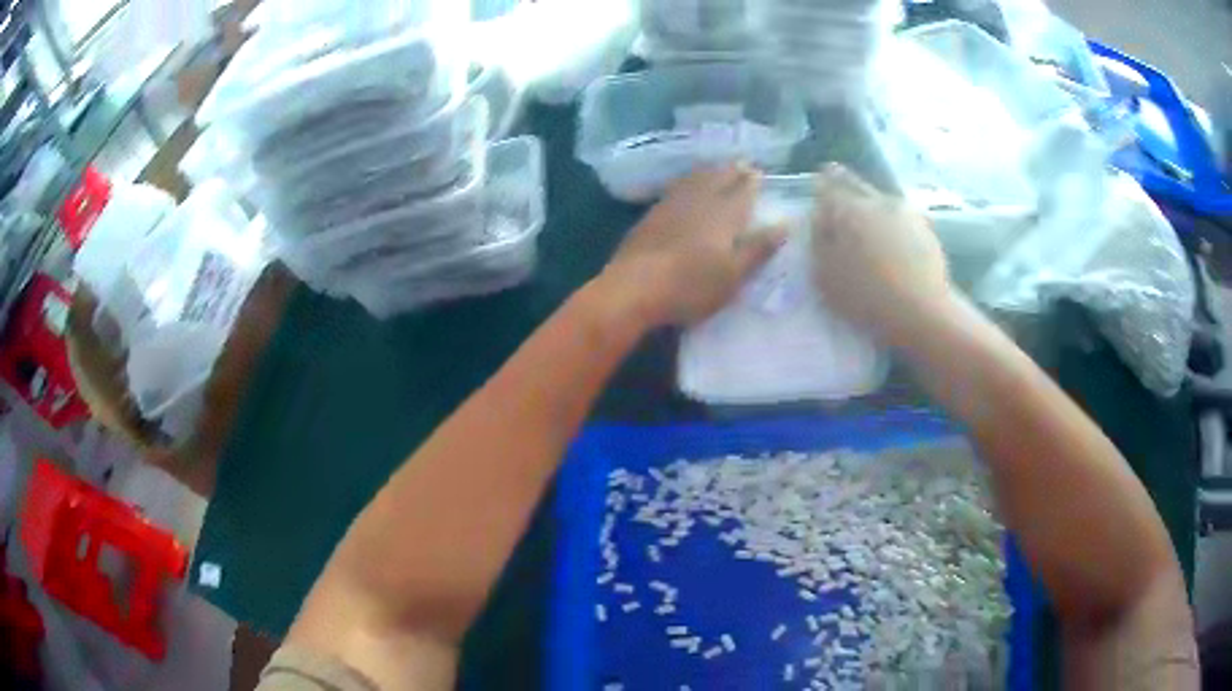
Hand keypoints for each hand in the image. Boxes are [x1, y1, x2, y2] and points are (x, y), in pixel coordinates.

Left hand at [601, 164, 785, 326]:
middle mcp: (698, 201)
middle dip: (731, 171)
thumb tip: (785, 223)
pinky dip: (685, 182)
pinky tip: (683, 186)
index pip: (742, 191)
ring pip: (694, 180)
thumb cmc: (691, 286)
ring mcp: (670, 205)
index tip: (758, 172)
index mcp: (724, 214)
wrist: (634, 288)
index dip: (751, 181)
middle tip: (741, 164)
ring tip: (716, 168)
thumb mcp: (734, 274)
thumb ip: (759, 248)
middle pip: (717, 179)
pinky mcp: (650, 216)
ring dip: (708, 172)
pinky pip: (674, 189)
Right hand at [811, 164, 951, 345]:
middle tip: (839, 188)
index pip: (828, 184)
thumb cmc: (865, 295)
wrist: (921, 311)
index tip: (818, 185)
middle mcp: (876, 200)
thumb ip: (818, 240)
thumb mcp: (824, 274)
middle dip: (845, 183)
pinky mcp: (926, 228)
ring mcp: (905, 212)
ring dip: (871, 202)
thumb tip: (820, 217)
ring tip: (867, 215)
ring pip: (881, 197)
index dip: (821, 185)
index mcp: (847, 208)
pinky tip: (893, 234)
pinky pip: (902, 215)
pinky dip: (893, 219)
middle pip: (856, 184)